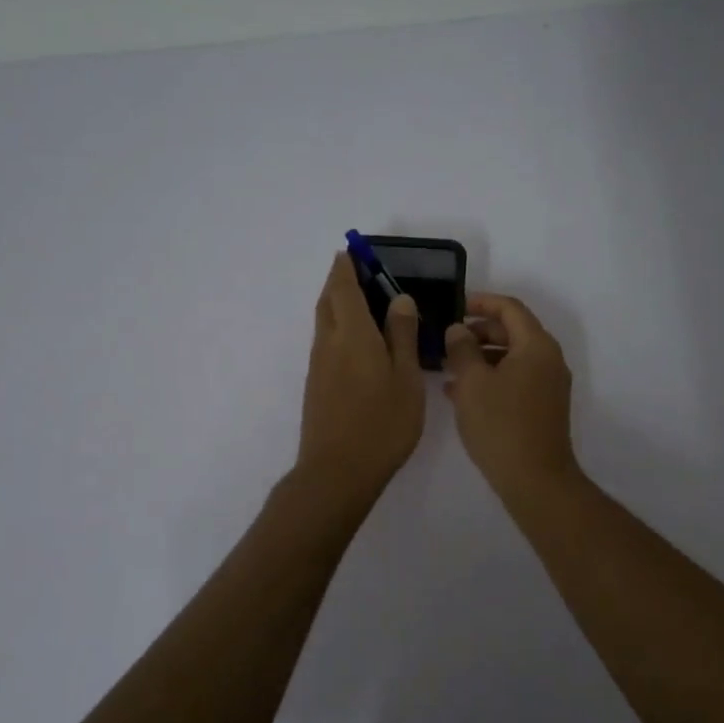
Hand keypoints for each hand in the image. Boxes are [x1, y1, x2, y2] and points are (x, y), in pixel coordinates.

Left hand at [296, 253, 425, 497]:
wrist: (337, 471)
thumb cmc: (382, 423)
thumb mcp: (406, 378)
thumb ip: (402, 336)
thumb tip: (399, 299)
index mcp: (352, 334)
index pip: (344, 288)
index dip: (347, 266)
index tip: (353, 251)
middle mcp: (329, 343)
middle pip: (328, 301)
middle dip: (339, 281)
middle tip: (359, 271)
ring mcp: (319, 365)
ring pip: (324, 321)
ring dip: (336, 303)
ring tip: (361, 301)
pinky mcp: (317, 385)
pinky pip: (326, 341)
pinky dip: (337, 327)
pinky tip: (357, 341)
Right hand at [443, 293, 580, 500]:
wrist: (535, 479)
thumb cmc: (501, 425)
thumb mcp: (472, 382)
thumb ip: (462, 349)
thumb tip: (459, 330)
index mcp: (536, 346)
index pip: (510, 309)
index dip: (482, 302)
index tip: (456, 305)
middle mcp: (549, 360)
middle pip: (513, 331)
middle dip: (479, 332)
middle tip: (448, 339)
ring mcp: (549, 385)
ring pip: (512, 357)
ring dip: (481, 357)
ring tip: (448, 367)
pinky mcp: (543, 407)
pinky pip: (515, 379)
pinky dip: (491, 378)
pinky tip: (461, 392)